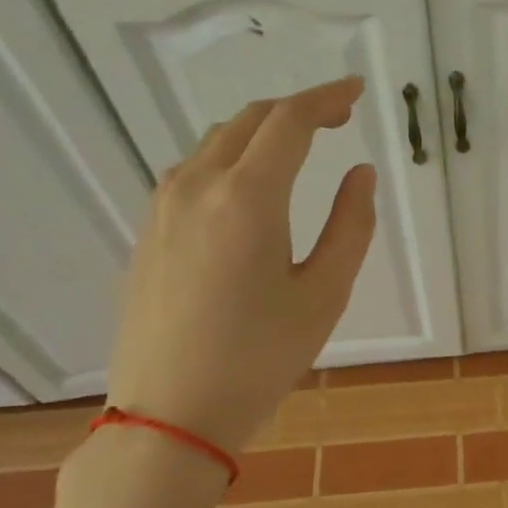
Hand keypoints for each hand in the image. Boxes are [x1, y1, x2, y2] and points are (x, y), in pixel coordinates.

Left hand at [106, 77, 376, 453]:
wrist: (169, 415)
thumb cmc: (259, 358)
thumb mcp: (324, 294)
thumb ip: (350, 225)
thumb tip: (359, 174)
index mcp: (246, 197)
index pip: (289, 122)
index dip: (326, 98)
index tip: (355, 92)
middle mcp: (197, 187)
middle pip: (249, 121)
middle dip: (296, 110)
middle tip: (336, 119)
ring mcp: (162, 209)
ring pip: (215, 143)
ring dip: (260, 133)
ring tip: (296, 149)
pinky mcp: (148, 233)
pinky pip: (192, 172)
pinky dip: (229, 159)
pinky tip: (248, 187)